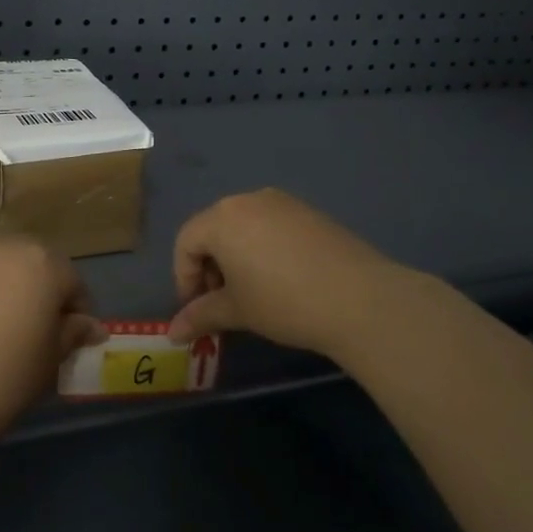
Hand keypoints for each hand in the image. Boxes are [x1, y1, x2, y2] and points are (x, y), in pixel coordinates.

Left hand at [0, 231, 105, 442]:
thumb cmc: (1, 381)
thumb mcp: (49, 363)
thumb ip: (72, 333)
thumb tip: (89, 326)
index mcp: (42, 262)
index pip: (71, 281)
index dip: (74, 310)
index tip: (68, 336)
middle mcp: (1, 242)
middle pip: (29, 259)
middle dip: (34, 286)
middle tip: (26, 325)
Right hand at [167, 189, 437, 361]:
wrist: (360, 298)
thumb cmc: (284, 302)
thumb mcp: (237, 311)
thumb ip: (200, 315)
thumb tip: (172, 332)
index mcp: (221, 218)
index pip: (186, 242)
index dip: (185, 278)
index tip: (197, 310)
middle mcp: (247, 200)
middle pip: (213, 230)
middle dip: (210, 267)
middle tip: (222, 302)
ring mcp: (281, 202)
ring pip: (243, 226)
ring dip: (236, 257)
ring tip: (252, 292)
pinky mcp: (308, 211)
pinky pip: (271, 225)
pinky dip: (263, 248)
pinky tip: (282, 279)